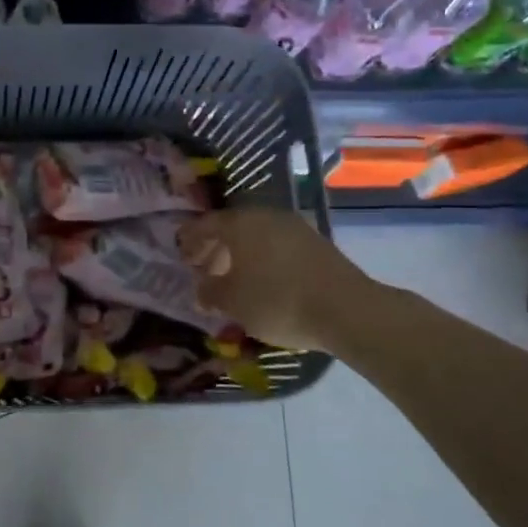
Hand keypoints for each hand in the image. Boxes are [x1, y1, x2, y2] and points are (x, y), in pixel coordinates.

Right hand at [178, 208, 370, 352]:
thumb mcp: (232, 302)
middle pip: (232, 228)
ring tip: (233, 279)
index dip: (189, 239)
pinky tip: (262, 281)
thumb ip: (210, 292)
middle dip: (215, 248)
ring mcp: (295, 227)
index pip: (205, 224)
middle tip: (203, 269)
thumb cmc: (277, 301)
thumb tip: (202, 288)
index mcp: (240, 223)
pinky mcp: (316, 243)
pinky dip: (263, 259)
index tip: (181, 254)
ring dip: (240, 254)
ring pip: (257, 237)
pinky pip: (277, 246)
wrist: (347, 310)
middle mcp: (266, 216)